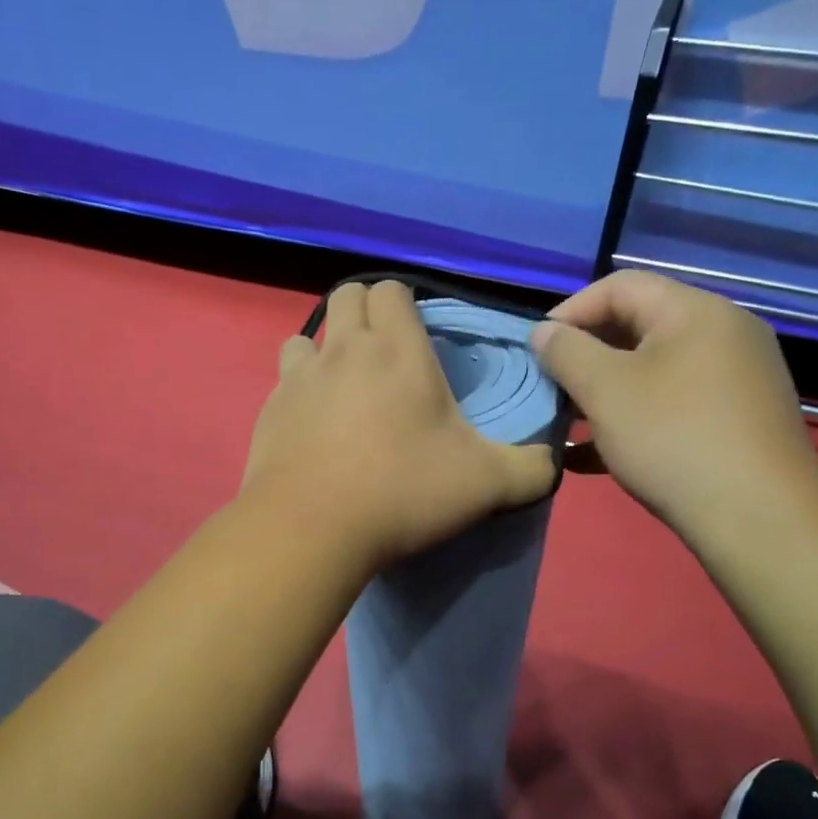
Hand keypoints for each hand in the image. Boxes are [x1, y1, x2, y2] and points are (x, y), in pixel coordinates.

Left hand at [243, 281, 556, 570]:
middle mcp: (343, 350)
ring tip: (342, 387)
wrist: (312, 529)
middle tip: (384, 354)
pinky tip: (313, 428)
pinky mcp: (268, 412)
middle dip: (365, 312)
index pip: (391, 288)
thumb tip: (549, 461)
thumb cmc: (403, 492)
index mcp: (396, 350)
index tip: (418, 335)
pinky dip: (299, 392)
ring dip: (324, 349)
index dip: (404, 303)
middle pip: (347, 296)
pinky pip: (283, 384)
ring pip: (306, 337)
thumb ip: (530, 468)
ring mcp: (298, 379)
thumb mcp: (486, 484)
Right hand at [530, 271, 817, 535]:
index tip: (536, 349)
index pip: (620, 286)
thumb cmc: (672, 438)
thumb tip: (544, 332)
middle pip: (637, 327)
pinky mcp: (736, 420)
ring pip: (652, 371)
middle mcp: (723, 334)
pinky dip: (632, 419)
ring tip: (565, 422)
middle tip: (549, 387)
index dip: (570, 311)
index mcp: (695, 311)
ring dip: (603, 392)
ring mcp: (735, 379)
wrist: (758, 517)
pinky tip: (592, 455)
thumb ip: (566, 352)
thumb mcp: (605, 390)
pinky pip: (672, 404)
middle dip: (585, 355)